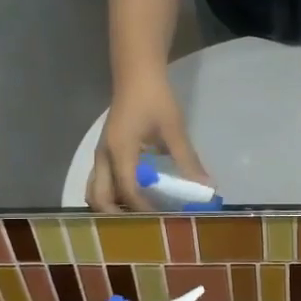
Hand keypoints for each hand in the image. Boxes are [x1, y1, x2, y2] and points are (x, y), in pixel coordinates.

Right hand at [87, 74, 211, 210]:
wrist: (136, 73)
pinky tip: (137, 199)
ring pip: (95, 191)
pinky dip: (113, 196)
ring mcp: (101, 155)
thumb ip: (188, 160)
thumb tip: (206, 186)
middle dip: (117, 217)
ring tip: (138, 217)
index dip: (143, 209)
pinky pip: (102, 182)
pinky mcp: (105, 153)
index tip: (162, 220)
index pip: (127, 190)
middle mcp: (103, 157)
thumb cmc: (155, 98)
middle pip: (98, 198)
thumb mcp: (174, 129)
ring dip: (112, 207)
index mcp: (120, 151)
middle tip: (144, 227)